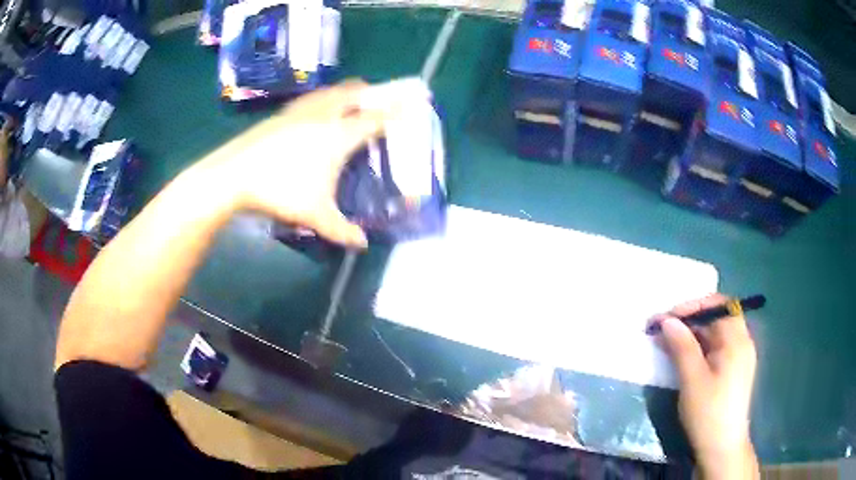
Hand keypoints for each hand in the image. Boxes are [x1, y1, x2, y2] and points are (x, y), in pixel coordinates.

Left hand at [202, 79, 424, 247]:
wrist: (234, 175)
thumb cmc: (280, 191)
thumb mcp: (315, 215)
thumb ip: (342, 230)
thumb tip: (362, 244)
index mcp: (339, 136)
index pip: (376, 117)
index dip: (398, 109)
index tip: (415, 100)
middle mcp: (324, 115)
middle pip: (355, 93)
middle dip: (373, 93)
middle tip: (382, 99)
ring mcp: (300, 111)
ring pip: (332, 91)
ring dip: (348, 92)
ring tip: (353, 99)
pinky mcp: (282, 113)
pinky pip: (312, 97)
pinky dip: (325, 97)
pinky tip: (317, 110)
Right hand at [649, 294, 758, 479]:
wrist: (721, 447)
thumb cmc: (708, 413)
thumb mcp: (692, 379)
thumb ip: (682, 346)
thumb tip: (668, 320)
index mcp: (737, 339)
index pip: (718, 305)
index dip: (693, 306)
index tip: (668, 318)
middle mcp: (741, 342)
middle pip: (716, 318)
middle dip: (689, 320)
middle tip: (662, 330)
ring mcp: (738, 357)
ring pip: (714, 333)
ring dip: (691, 334)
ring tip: (667, 343)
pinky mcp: (732, 370)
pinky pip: (715, 348)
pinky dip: (698, 347)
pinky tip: (682, 357)